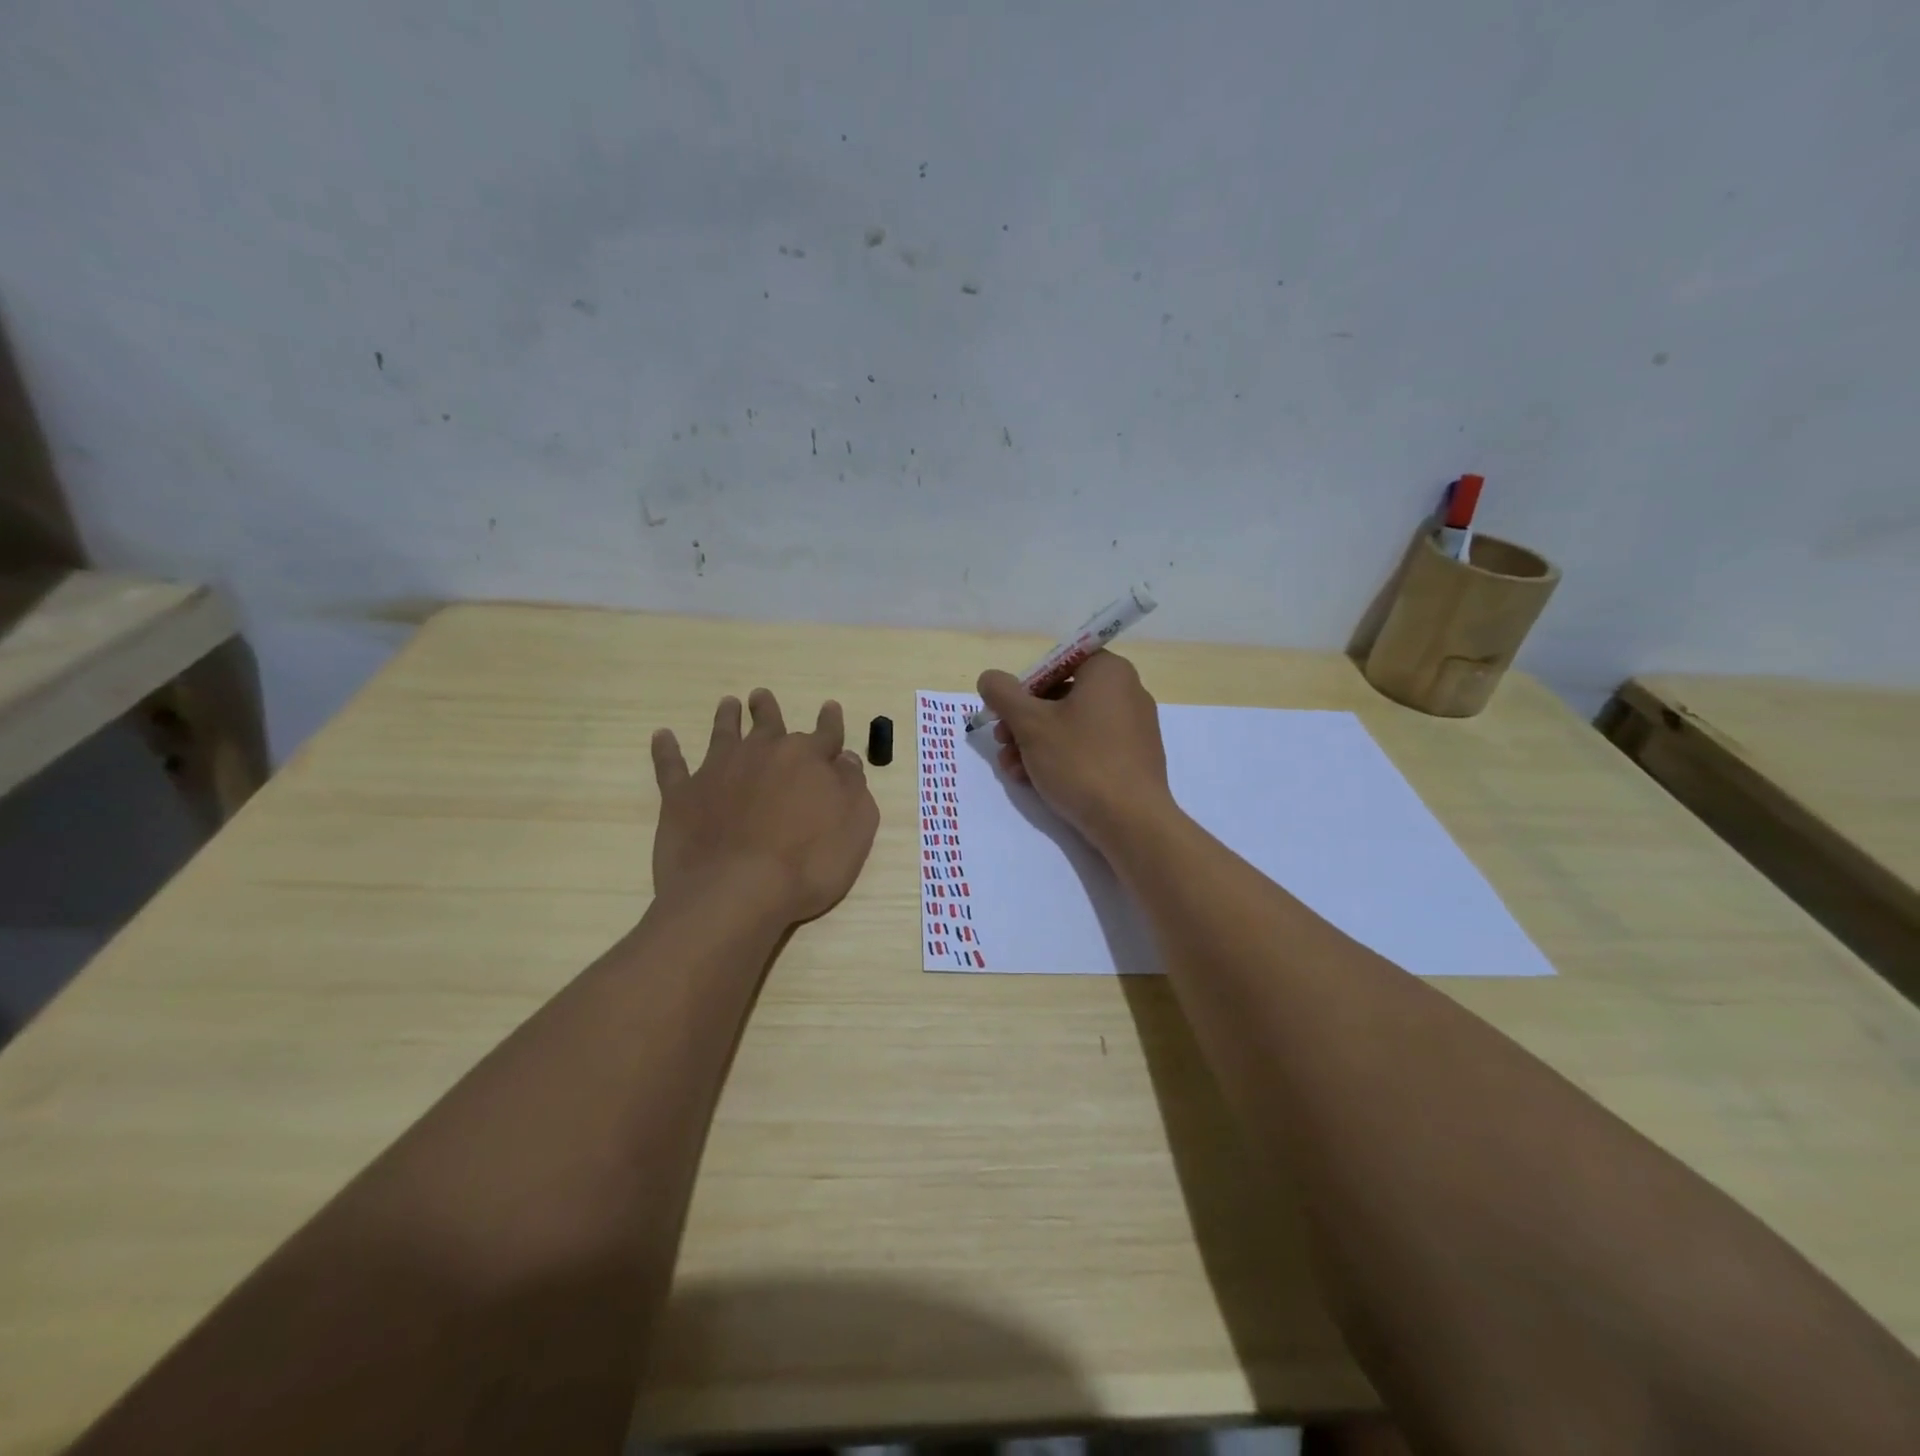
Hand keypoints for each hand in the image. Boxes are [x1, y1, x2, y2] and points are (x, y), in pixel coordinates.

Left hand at [651, 688, 878, 923]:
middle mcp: (763, 754)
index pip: (825, 734)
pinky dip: (666, 749)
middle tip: (761, 696)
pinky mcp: (682, 794)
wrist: (737, 892)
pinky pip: (671, 765)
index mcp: (808, 759)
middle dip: (768, 710)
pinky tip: (662, 736)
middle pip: (768, 724)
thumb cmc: (808, 865)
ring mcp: (718, 770)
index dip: (830, 722)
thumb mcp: (855, 827)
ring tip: (728, 704)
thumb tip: (846, 760)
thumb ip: (853, 788)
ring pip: (724, 733)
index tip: (829, 707)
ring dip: (726, 717)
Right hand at [978, 652, 1176, 851]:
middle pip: (1061, 696)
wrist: (1131, 821)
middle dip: (1024, 721)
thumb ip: (1003, 694)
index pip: (1057, 663)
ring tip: (1012, 769)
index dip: (1024, 686)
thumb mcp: (1030, 724)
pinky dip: (1060, 758)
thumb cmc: (1080, 761)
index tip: (1004, 712)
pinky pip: (1089, 747)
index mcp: (1108, 671)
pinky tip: (1034, 781)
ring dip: (1034, 743)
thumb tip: (990, 678)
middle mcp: (1127, 691)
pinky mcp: (1133, 758)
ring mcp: (1133, 727)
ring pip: (1071, 725)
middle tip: (1001, 742)